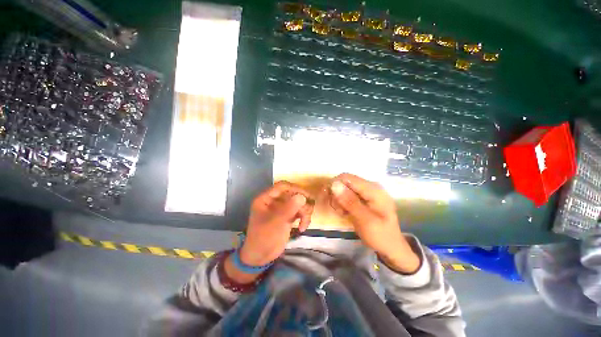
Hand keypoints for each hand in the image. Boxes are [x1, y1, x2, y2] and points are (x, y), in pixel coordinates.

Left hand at [239, 181, 312, 266]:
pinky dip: (303, 218)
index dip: (295, 188)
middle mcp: (274, 201)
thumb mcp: (276, 222)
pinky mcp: (287, 217)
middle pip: (293, 194)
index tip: (306, 196)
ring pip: (298, 203)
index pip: (282, 186)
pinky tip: (302, 228)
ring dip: (304, 212)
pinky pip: (299, 212)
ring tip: (304, 224)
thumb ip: (289, 208)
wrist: (261, 257)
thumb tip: (302, 196)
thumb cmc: (264, 237)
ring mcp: (282, 209)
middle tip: (307, 212)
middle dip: (302, 203)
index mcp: (266, 198)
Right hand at [329, 173, 419, 273]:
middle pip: (345, 182)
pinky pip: (348, 195)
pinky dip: (343, 203)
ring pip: (345, 189)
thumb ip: (349, 202)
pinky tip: (345, 212)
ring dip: (339, 199)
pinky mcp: (364, 198)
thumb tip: (334, 184)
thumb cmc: (380, 235)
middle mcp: (370, 187)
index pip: (347, 177)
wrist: (391, 247)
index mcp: (373, 189)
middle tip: (336, 209)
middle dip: (336, 194)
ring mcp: (367, 192)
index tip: (327, 198)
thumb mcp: (365, 220)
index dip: (334, 185)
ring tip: (341, 212)